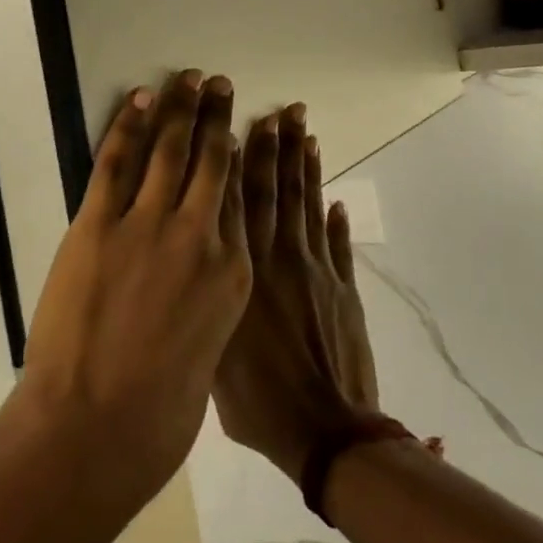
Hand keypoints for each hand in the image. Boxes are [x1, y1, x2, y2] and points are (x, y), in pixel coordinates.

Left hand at [15, 70, 251, 504]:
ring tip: (188, 77)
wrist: (97, 432)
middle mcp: (201, 237)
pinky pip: (118, 163)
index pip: (241, 196)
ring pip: (171, 150)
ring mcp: (150, 227)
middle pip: (215, 161)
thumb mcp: (210, 349)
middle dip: (217, 116)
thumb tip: (205, 277)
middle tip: (220, 83)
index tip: (244, 128)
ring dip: (180, 107)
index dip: (242, 155)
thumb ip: (212, 303)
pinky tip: (140, 99)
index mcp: (234, 271)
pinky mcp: (99, 227)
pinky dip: (129, 126)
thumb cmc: (161, 412)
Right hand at [213, 103, 379, 485]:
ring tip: (306, 132)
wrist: (325, 432)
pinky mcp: (343, 287)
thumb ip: (210, 304)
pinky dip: (336, 220)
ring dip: (306, 168)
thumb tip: (199, 266)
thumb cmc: (257, 404)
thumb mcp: (214, 357)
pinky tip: (335, 197)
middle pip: (277, 192)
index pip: (240, 203)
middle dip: (277, 148)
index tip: (241, 126)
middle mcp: (280, 260)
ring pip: (308, 206)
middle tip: (281, 111)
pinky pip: (338, 244)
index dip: (240, 162)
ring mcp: (316, 270)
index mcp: (243, 273)